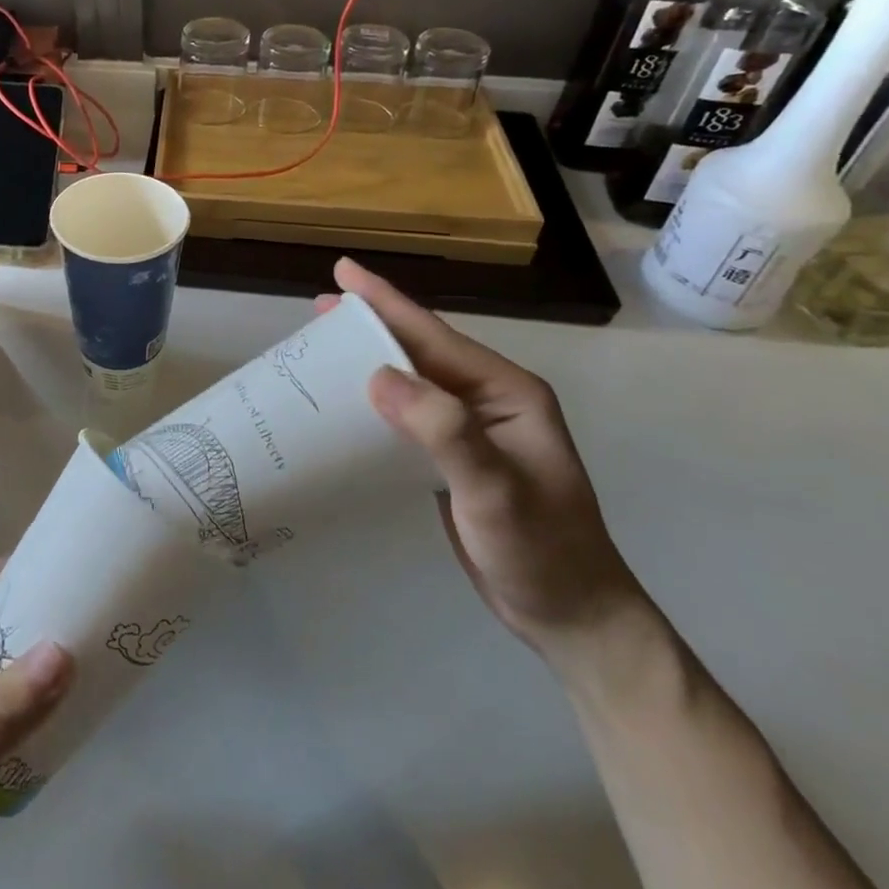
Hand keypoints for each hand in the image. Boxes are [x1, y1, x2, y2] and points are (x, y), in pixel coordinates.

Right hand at [326, 258, 648, 665]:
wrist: (572, 617)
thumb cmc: (541, 551)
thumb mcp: (494, 491)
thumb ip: (444, 431)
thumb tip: (378, 376)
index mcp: (506, 391)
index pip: (435, 336)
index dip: (386, 302)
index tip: (342, 271)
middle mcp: (489, 399)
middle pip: (420, 349)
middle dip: (370, 325)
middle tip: (317, 309)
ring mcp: (472, 428)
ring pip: (411, 379)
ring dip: (368, 360)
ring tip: (322, 347)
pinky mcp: (455, 457)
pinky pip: (408, 413)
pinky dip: (374, 400)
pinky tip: (347, 402)